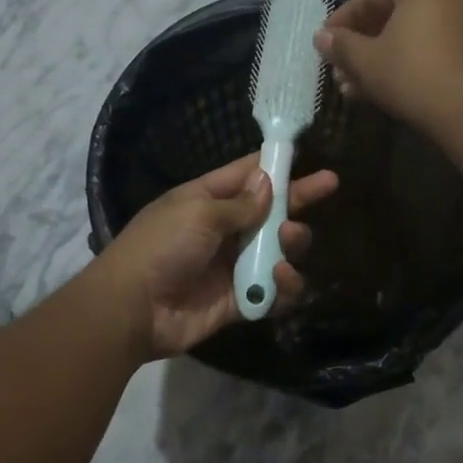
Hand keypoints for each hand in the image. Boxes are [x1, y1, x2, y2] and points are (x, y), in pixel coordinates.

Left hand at [94, 153, 338, 360]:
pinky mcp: (241, 300)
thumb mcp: (198, 212)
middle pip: (272, 211)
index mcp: (208, 200)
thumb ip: (240, 203)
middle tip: (329, 185)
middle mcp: (225, 230)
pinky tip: (280, 278)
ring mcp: (234, 266)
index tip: (306, 154)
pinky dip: (284, 286)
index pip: (248, 175)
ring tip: (289, 240)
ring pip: (280, 250)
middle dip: (299, 198)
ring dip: (292, 243)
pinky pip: (275, 291)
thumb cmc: (162, 246)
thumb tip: (268, 182)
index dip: (276, 164)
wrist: (133, 308)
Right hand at [314, 0, 462, 129]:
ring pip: (405, 36)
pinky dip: (399, 64)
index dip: (341, 21)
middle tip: (337, 68)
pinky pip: (423, 49)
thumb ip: (340, 44)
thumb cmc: (409, 72)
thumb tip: (321, 37)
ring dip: (375, 59)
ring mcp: (460, 22)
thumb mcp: (365, 59)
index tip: (323, 43)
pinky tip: (374, 91)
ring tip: (350, 86)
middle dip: (358, 45)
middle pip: (389, 16)